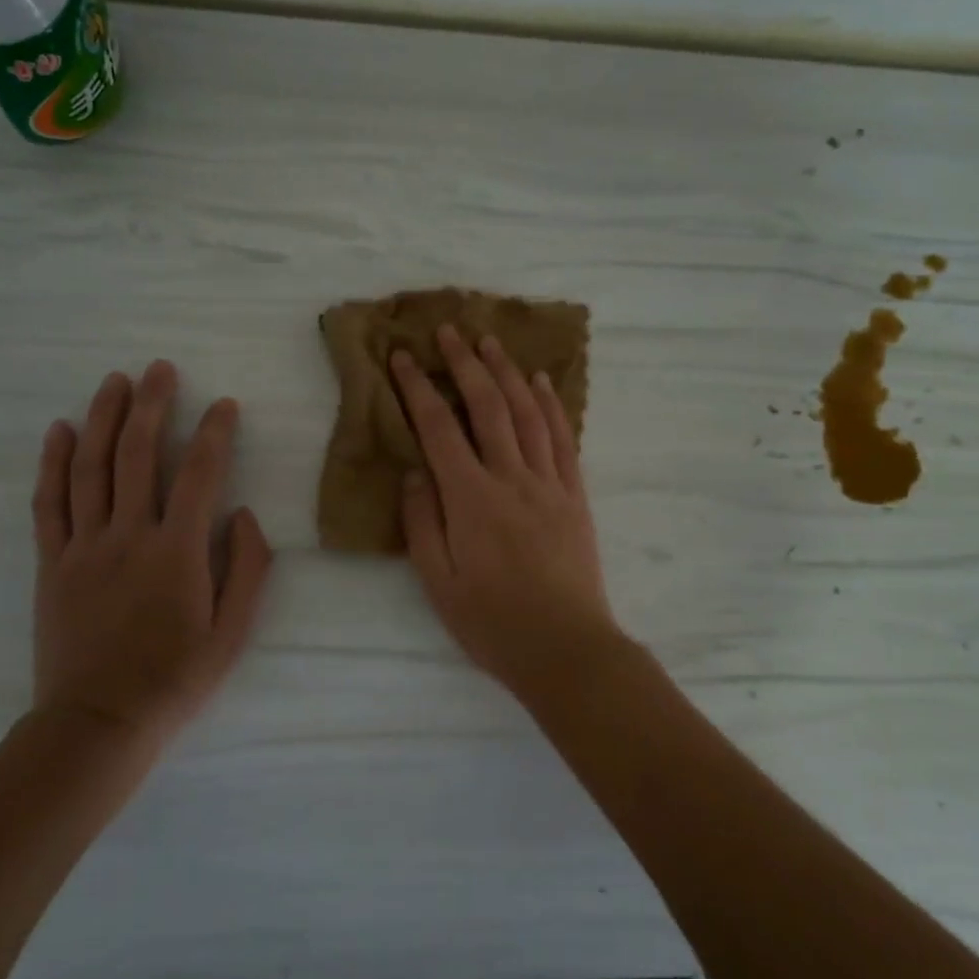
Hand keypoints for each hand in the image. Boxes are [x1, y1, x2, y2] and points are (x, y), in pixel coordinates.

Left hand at [30, 360, 273, 739]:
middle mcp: (129, 536)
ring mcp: (84, 547)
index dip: (214, 433)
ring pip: (91, 467)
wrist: (97, 724)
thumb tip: (243, 515)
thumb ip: (248, 569)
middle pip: (138, 454)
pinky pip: (49, 503)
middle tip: (159, 369)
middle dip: (151, 404)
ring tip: (114, 381)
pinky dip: (53, 463)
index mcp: (178, 552)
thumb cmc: (175, 680)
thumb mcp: (233, 634)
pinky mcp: (52, 563)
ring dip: (103, 418)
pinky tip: (60, 430)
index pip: (200, 474)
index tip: (224, 405)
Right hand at [392, 325, 625, 694]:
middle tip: (451, 330)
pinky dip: (552, 405)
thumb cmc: (492, 623)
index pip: (439, 428)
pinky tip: (542, 382)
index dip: (419, 388)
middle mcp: (511, 479)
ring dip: (508, 372)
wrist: (565, 648)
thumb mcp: (438, 583)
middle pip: (487, 407)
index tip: (404, 357)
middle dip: (465, 363)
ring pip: (528, 413)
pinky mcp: (574, 495)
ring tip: (491, 342)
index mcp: (471, 499)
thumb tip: (415, 472)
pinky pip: (563, 439)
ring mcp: (548, 484)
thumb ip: (422, 523)